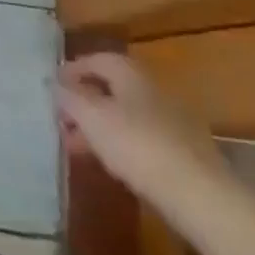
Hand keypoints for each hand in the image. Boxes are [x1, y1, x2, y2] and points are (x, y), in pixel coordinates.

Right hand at [55, 53, 226, 204]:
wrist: (200, 195)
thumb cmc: (137, 145)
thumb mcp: (91, 117)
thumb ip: (70, 97)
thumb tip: (56, 84)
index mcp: (132, 74)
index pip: (98, 59)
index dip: (73, 69)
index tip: (54, 86)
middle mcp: (154, 90)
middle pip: (112, 88)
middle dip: (85, 102)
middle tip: (62, 119)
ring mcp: (173, 122)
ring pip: (127, 116)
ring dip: (100, 126)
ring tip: (78, 147)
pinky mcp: (185, 153)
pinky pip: (143, 139)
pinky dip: (122, 145)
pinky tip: (111, 164)